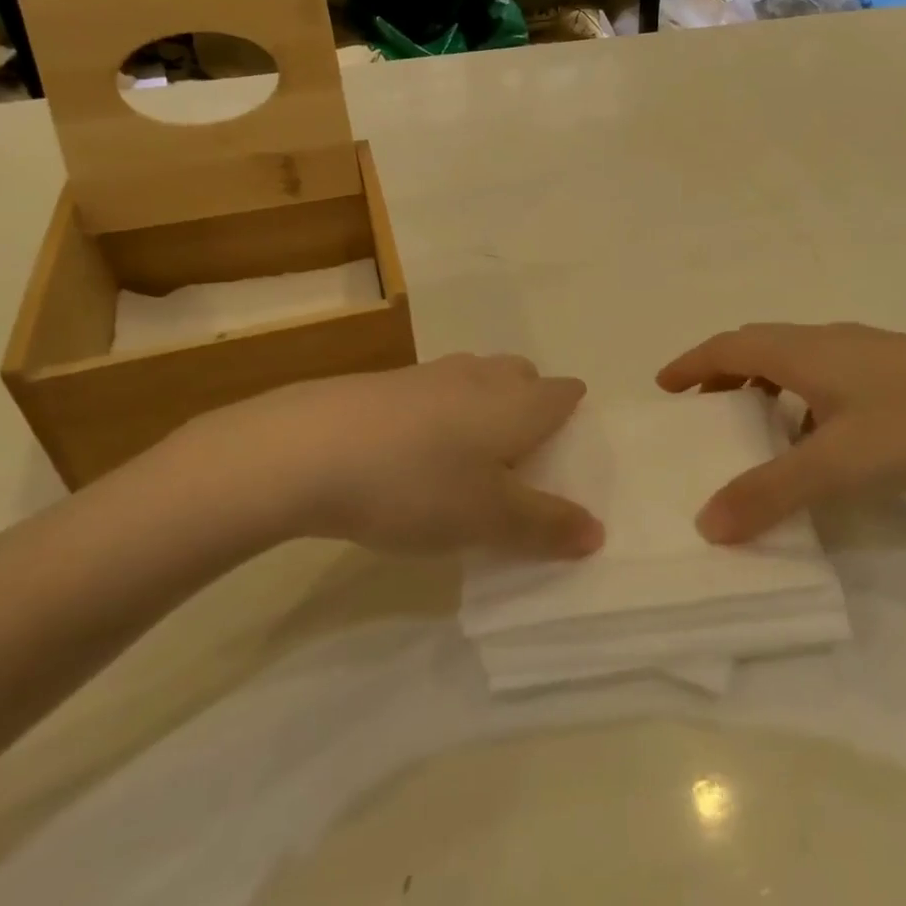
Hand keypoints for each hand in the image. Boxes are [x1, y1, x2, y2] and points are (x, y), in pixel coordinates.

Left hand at [140, 355, 603, 559]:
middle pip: (524, 378)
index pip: (566, 394)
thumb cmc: (417, 483)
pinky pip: (436, 393)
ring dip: (484, 410)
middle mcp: (483, 376)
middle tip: (519, 460)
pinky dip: (441, 416)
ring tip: (468, 459)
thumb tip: (598, 531)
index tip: (565, 455)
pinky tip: (415, 455)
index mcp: (520, 402)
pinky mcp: (389, 383)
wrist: (307, 448)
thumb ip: (547, 526)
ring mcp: (432, 374)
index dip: (574, 419)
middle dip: (531, 408)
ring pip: (478, 381)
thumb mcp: (489, 519)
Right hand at [657, 323, 905, 543]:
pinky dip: (803, 400)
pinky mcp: (899, 372)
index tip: (663, 387)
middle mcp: (830, 341)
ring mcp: (869, 354)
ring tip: (754, 428)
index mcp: (805, 350)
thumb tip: (706, 524)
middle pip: (759, 347)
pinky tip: (823, 440)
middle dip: (722, 374)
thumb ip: (771, 493)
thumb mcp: (840, 464)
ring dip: (764, 387)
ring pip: (796, 361)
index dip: (691, 363)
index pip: (729, 345)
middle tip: (700, 410)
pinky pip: (828, 377)